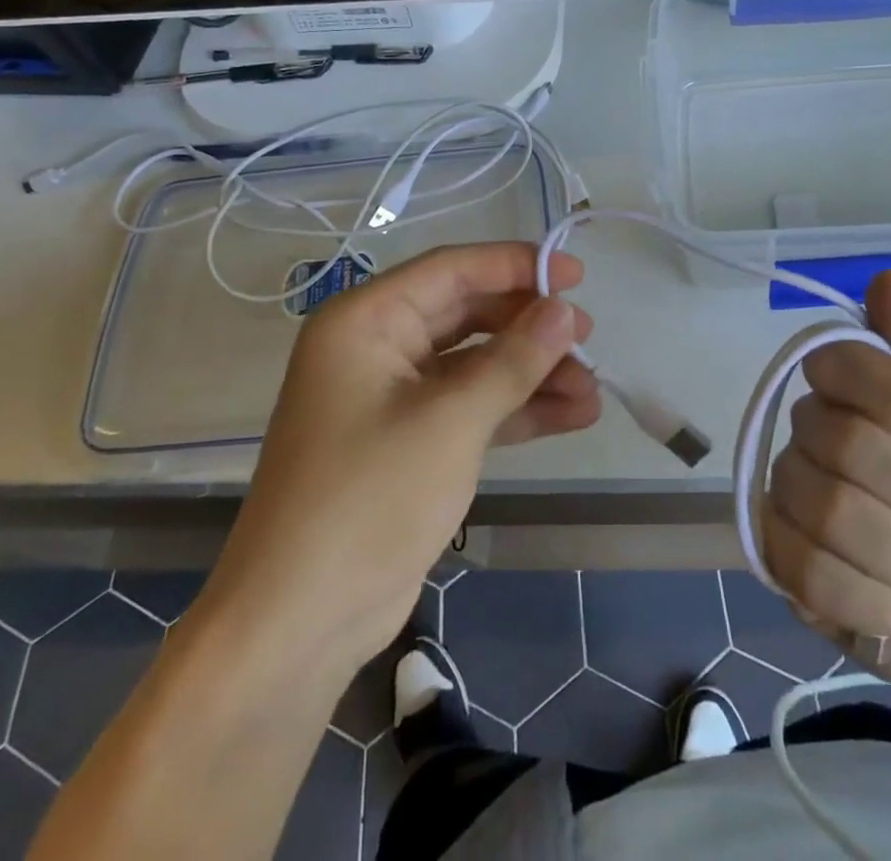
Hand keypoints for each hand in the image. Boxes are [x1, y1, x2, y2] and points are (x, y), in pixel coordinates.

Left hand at [200, 242, 598, 671]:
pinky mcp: (410, 441)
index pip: (452, 271)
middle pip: (468, 315)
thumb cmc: (368, 499)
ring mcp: (393, 397)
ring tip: (593, 388)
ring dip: (533, 374)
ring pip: (475, 364)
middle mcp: (376, 347)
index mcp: (365, 321)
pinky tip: (572, 415)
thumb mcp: (451, 421)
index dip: (517, 265)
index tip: (576, 275)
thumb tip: (566, 311)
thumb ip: (514, 360)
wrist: (298, 626)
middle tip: (589, 337)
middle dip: (530, 327)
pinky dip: (516, 410)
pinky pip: (471, 406)